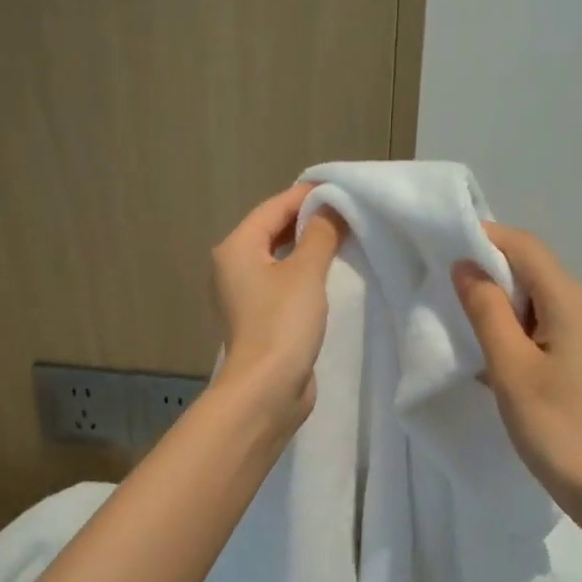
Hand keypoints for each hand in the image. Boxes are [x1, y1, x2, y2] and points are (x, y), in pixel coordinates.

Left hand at [211, 183, 347, 425]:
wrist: (267, 389)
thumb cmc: (282, 323)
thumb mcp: (306, 272)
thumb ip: (321, 234)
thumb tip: (333, 207)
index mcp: (236, 248)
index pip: (274, 207)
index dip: (308, 197)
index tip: (343, 191)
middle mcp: (232, 267)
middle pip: (272, 230)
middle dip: (308, 221)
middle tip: (348, 214)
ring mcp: (244, 296)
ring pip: (278, 259)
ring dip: (307, 248)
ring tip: (343, 240)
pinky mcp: (259, 319)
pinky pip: (282, 284)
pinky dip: (303, 274)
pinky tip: (327, 276)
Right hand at [453, 223, 581, 532]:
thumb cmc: (559, 427)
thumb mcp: (511, 368)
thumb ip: (487, 311)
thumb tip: (466, 265)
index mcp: (570, 300)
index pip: (524, 247)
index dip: (484, 238)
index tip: (441, 247)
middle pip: (532, 272)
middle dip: (487, 274)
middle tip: (441, 291)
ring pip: (537, 304)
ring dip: (498, 309)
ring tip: (459, 327)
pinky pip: (545, 332)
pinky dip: (515, 335)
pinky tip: (491, 362)